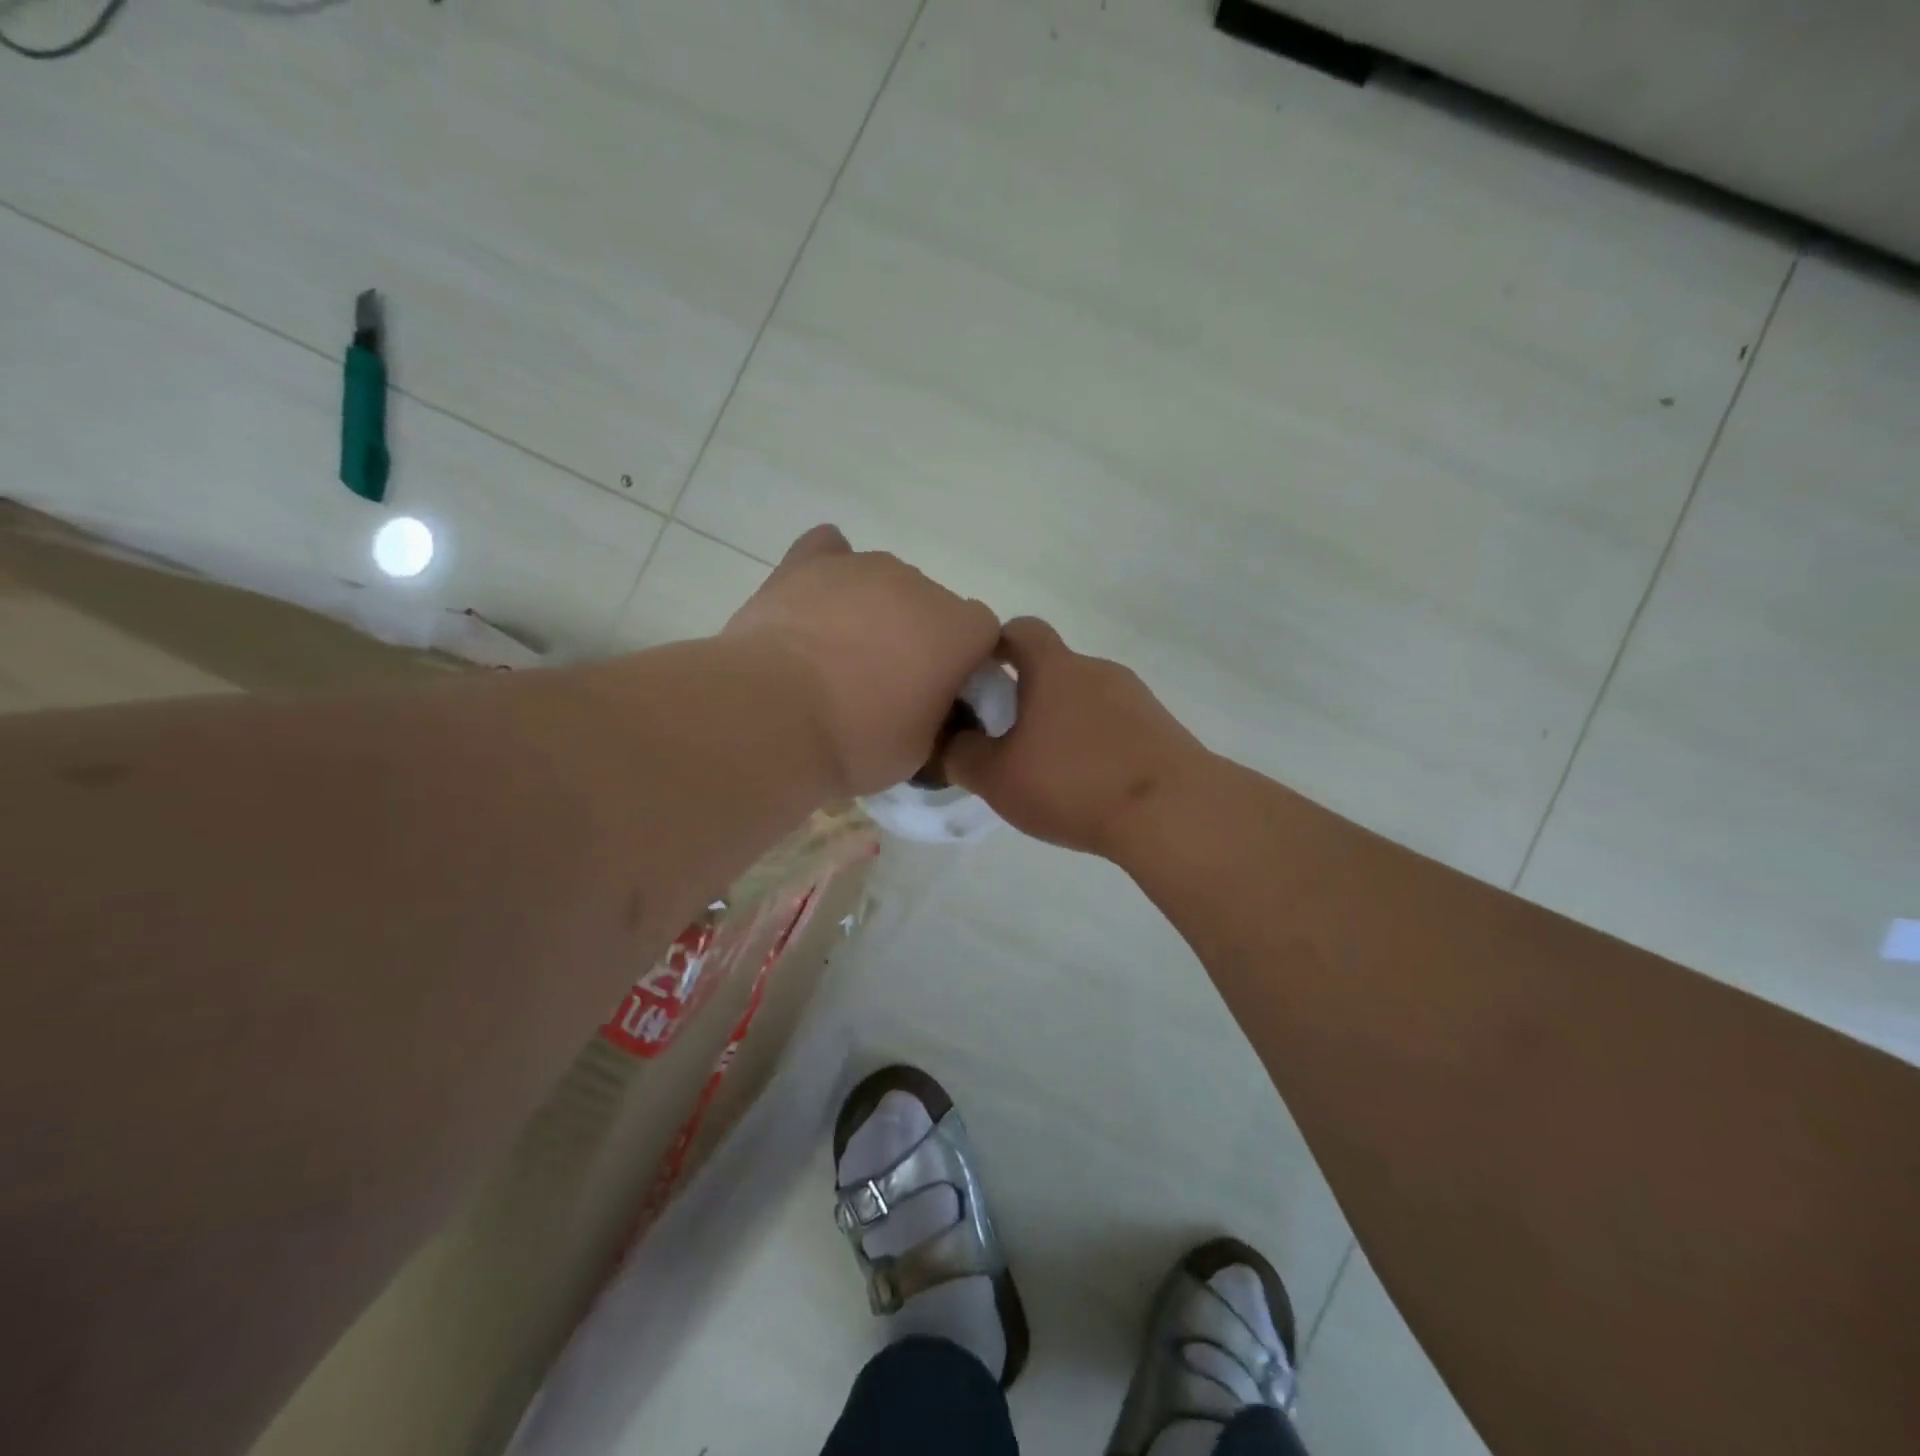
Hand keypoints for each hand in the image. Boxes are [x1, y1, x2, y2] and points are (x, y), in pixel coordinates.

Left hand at [723, 526, 1000, 797]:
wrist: (772, 717)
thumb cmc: (858, 742)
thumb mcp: (921, 752)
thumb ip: (941, 717)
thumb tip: (933, 706)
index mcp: (959, 630)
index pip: (981, 635)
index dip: (963, 664)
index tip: (938, 695)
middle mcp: (920, 585)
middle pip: (932, 606)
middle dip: (917, 638)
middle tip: (883, 685)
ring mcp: (863, 566)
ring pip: (884, 582)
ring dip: (874, 611)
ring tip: (837, 654)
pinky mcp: (808, 561)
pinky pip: (830, 551)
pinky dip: (830, 573)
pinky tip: (816, 601)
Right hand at [943, 617, 1206, 857]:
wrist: (1171, 812)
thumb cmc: (1073, 782)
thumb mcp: (997, 778)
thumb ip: (961, 756)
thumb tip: (949, 743)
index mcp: (1054, 668)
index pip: (1020, 629)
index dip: (995, 645)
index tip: (980, 677)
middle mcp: (1096, 669)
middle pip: (1053, 668)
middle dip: (1027, 695)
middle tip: (1007, 739)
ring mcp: (1135, 696)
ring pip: (1085, 698)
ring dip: (1063, 721)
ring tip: (1050, 770)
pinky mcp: (1161, 726)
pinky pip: (1115, 723)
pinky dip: (1096, 742)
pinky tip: (1090, 784)